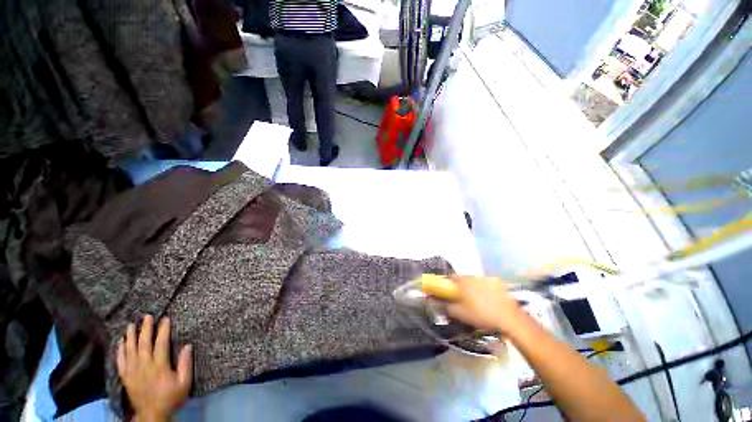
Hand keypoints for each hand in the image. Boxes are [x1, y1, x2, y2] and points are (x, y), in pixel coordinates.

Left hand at [117, 315, 192, 421]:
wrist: (152, 414)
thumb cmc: (171, 397)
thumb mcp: (184, 382)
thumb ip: (185, 364)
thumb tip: (188, 345)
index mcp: (159, 366)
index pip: (161, 344)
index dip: (163, 330)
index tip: (165, 319)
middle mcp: (144, 366)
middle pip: (143, 344)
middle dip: (145, 329)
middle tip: (147, 316)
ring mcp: (132, 371)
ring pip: (130, 350)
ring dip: (131, 336)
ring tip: (131, 325)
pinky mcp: (125, 377)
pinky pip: (120, 361)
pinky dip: (120, 351)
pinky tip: (120, 343)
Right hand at [444, 275, 524, 333]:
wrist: (509, 319)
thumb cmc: (481, 315)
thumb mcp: (460, 314)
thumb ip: (447, 307)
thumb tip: (438, 304)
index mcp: (463, 282)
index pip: (450, 276)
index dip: (447, 282)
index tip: (447, 291)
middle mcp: (474, 277)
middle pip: (463, 278)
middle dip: (460, 286)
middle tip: (461, 298)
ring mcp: (487, 279)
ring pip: (475, 281)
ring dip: (473, 288)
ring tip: (475, 301)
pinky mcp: (498, 284)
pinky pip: (486, 285)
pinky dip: (485, 290)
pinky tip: (488, 301)